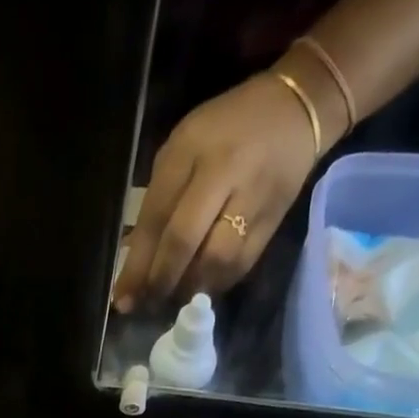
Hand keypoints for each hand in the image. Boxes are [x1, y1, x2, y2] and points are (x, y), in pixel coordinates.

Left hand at [113, 73, 318, 310]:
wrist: (297, 112)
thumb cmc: (225, 129)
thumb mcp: (182, 149)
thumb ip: (159, 201)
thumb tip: (136, 262)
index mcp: (191, 150)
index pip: (157, 217)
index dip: (137, 264)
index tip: (122, 299)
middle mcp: (223, 174)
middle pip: (184, 240)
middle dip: (160, 281)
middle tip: (145, 305)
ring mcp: (251, 199)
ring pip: (214, 261)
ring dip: (188, 288)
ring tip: (172, 299)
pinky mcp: (272, 222)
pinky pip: (239, 266)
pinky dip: (215, 284)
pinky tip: (200, 288)